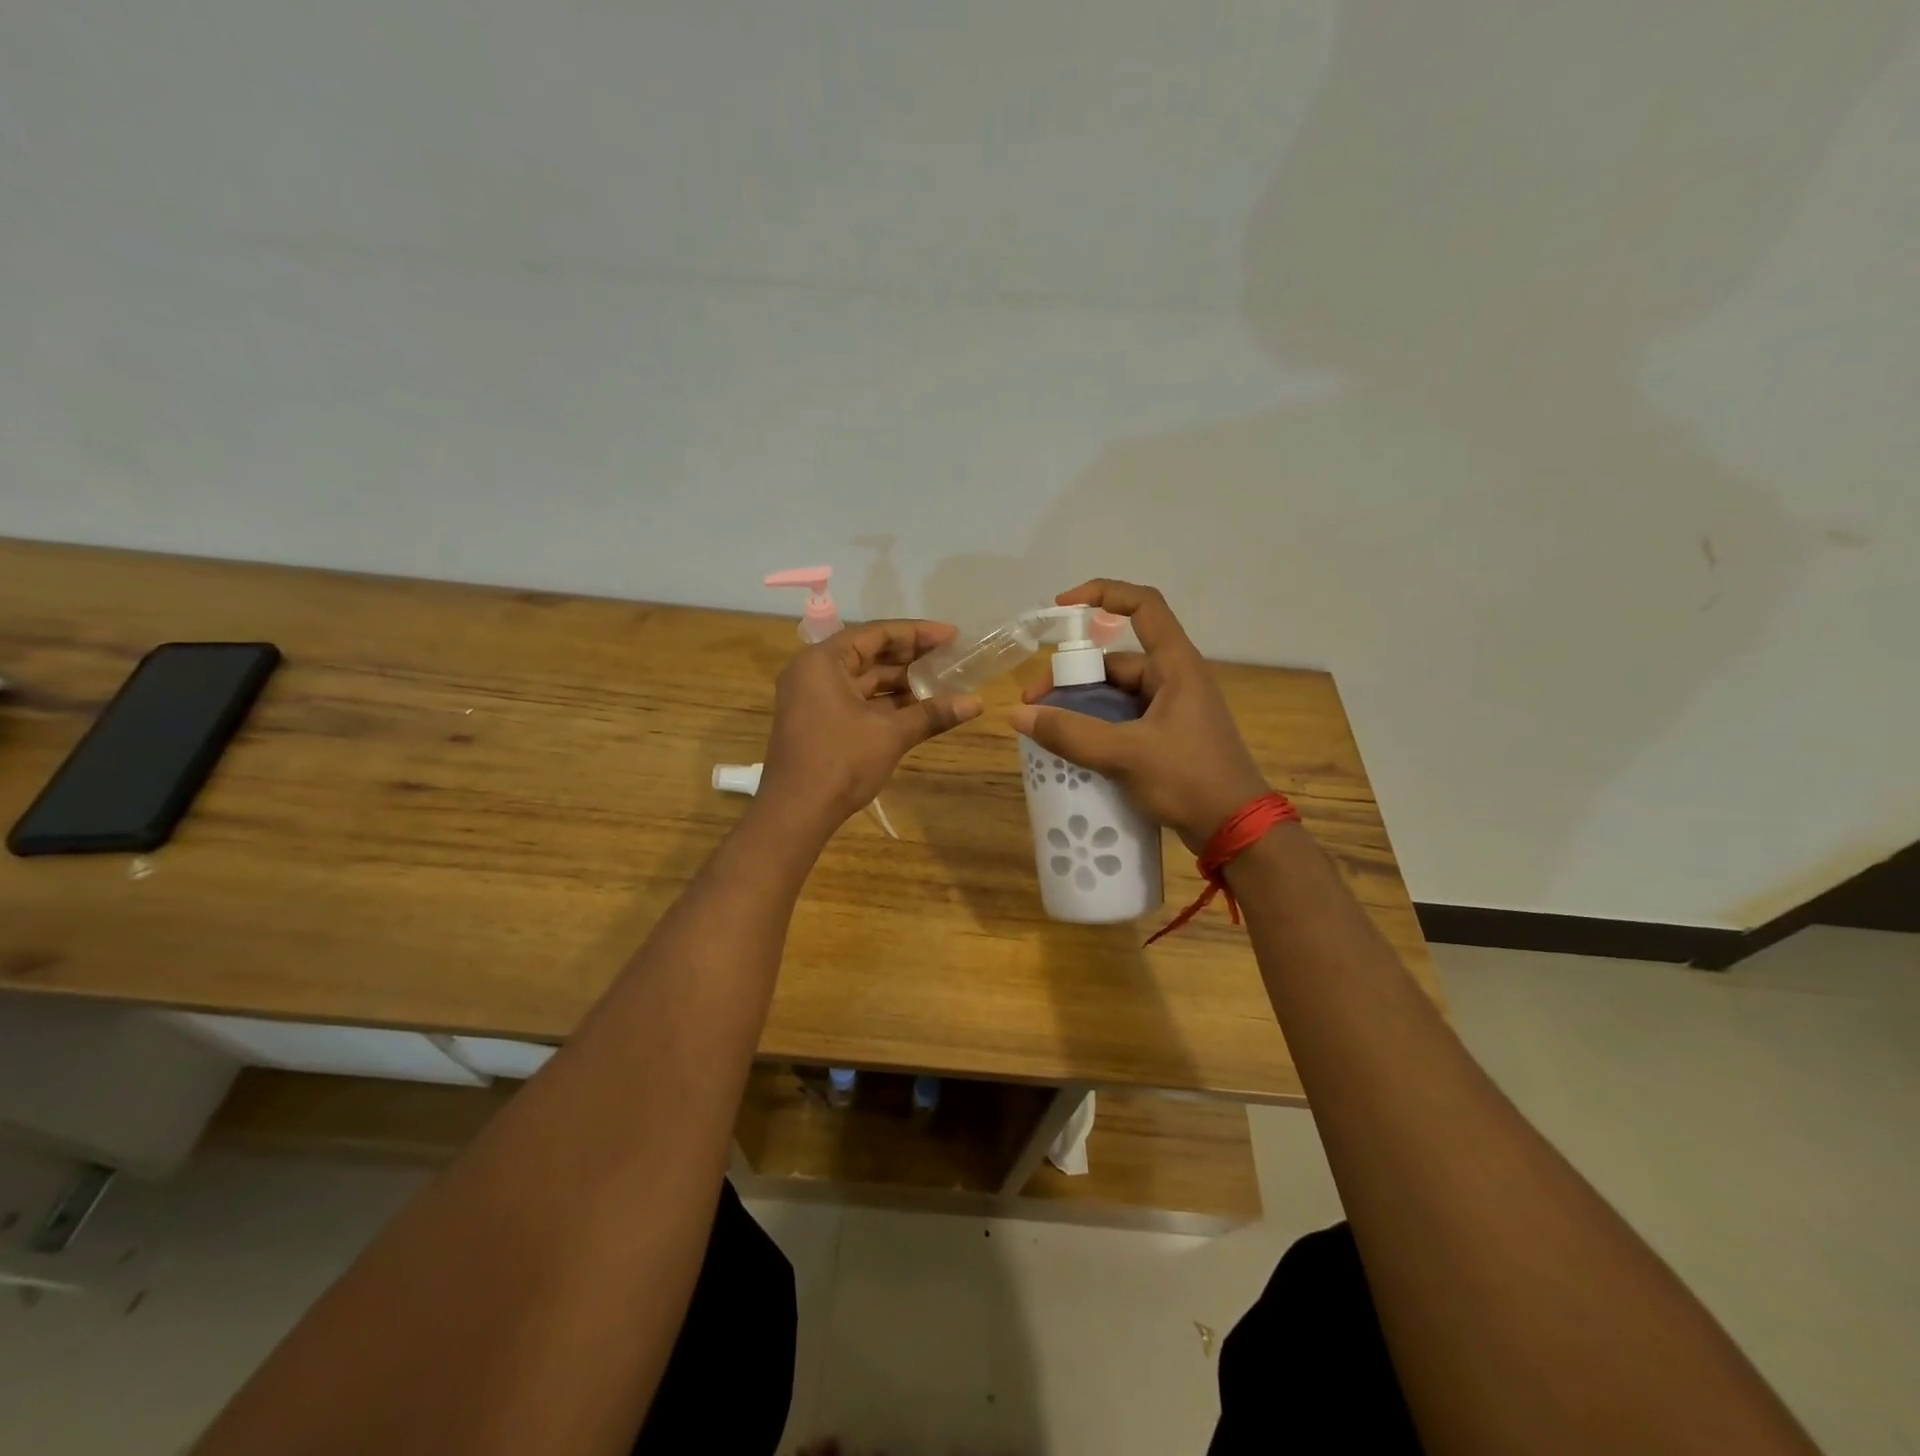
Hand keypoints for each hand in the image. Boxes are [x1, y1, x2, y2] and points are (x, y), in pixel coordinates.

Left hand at [760, 620, 981, 826]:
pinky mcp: (819, 722)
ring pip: (864, 680)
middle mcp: (814, 672)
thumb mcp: (891, 734)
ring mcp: (814, 699)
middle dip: (911, 657)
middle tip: (951, 657)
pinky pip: (857, 701)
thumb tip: (977, 703)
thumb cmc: (840, 762)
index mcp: (823, 661)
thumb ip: (932, 714)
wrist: (796, 813)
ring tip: (942, 682)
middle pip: (869, 654)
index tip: (951, 636)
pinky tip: (919, 707)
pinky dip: (886, 703)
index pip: (876, 634)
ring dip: (901, 682)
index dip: (917, 634)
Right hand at [1009, 580, 1268, 852]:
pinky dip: (1095, 728)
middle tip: (1034, 704)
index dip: (1103, 594)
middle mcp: (1173, 680)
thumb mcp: (1126, 754)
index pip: (1143, 606)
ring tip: (1045, 729)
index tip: (1062, 607)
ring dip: (1080, 707)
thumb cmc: (1190, 780)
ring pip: (1115, 695)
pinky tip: (1070, 747)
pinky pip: (1122, 721)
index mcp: (1176, 666)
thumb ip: (1071, 734)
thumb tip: (1018, 714)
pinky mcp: (1166, 738)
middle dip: (1071, 677)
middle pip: (1114, 661)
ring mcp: (1171, 710)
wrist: (1236, 830)